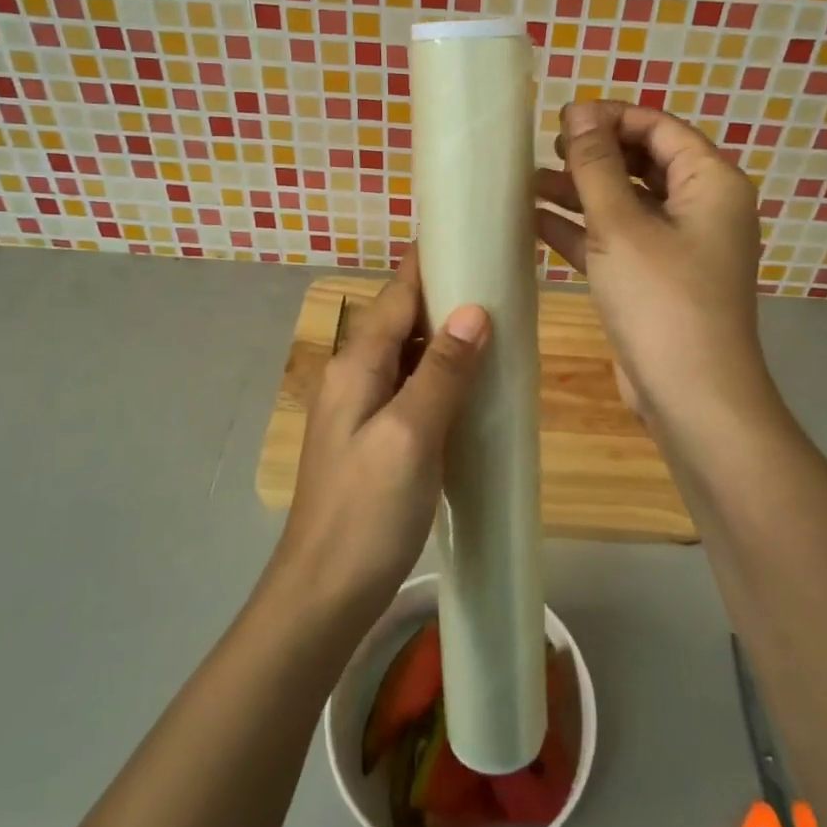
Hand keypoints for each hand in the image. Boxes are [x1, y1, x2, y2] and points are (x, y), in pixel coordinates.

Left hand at [277, 247, 489, 615]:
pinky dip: (443, 378)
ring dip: (447, 339)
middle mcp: (355, 377)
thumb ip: (442, 372)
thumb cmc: (366, 512)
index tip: (467, 234)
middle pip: (403, 321)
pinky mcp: (376, 440)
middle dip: (446, 298)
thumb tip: (474, 310)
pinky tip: (474, 386)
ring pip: (411, 357)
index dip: (428, 263)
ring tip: (499, 325)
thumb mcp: (409, 436)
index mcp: (357, 366)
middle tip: (501, 281)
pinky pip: (413, 390)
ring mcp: (363, 410)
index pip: (396, 296)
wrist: (325, 592)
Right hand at [535, 100, 779, 455]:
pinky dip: (582, 231)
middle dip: (593, 156)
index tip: (560, 120)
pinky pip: (617, 241)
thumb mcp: (621, 225)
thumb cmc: (662, 299)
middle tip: (544, 151)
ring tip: (527, 184)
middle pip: (643, 164)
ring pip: (626, 204)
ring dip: (581, 193)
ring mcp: (679, 247)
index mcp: (711, 183)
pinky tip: (535, 224)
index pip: (659, 128)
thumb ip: (596, 166)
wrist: (692, 397)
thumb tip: (579, 112)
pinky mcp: (656, 280)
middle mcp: (701, 209)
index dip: (610, 118)